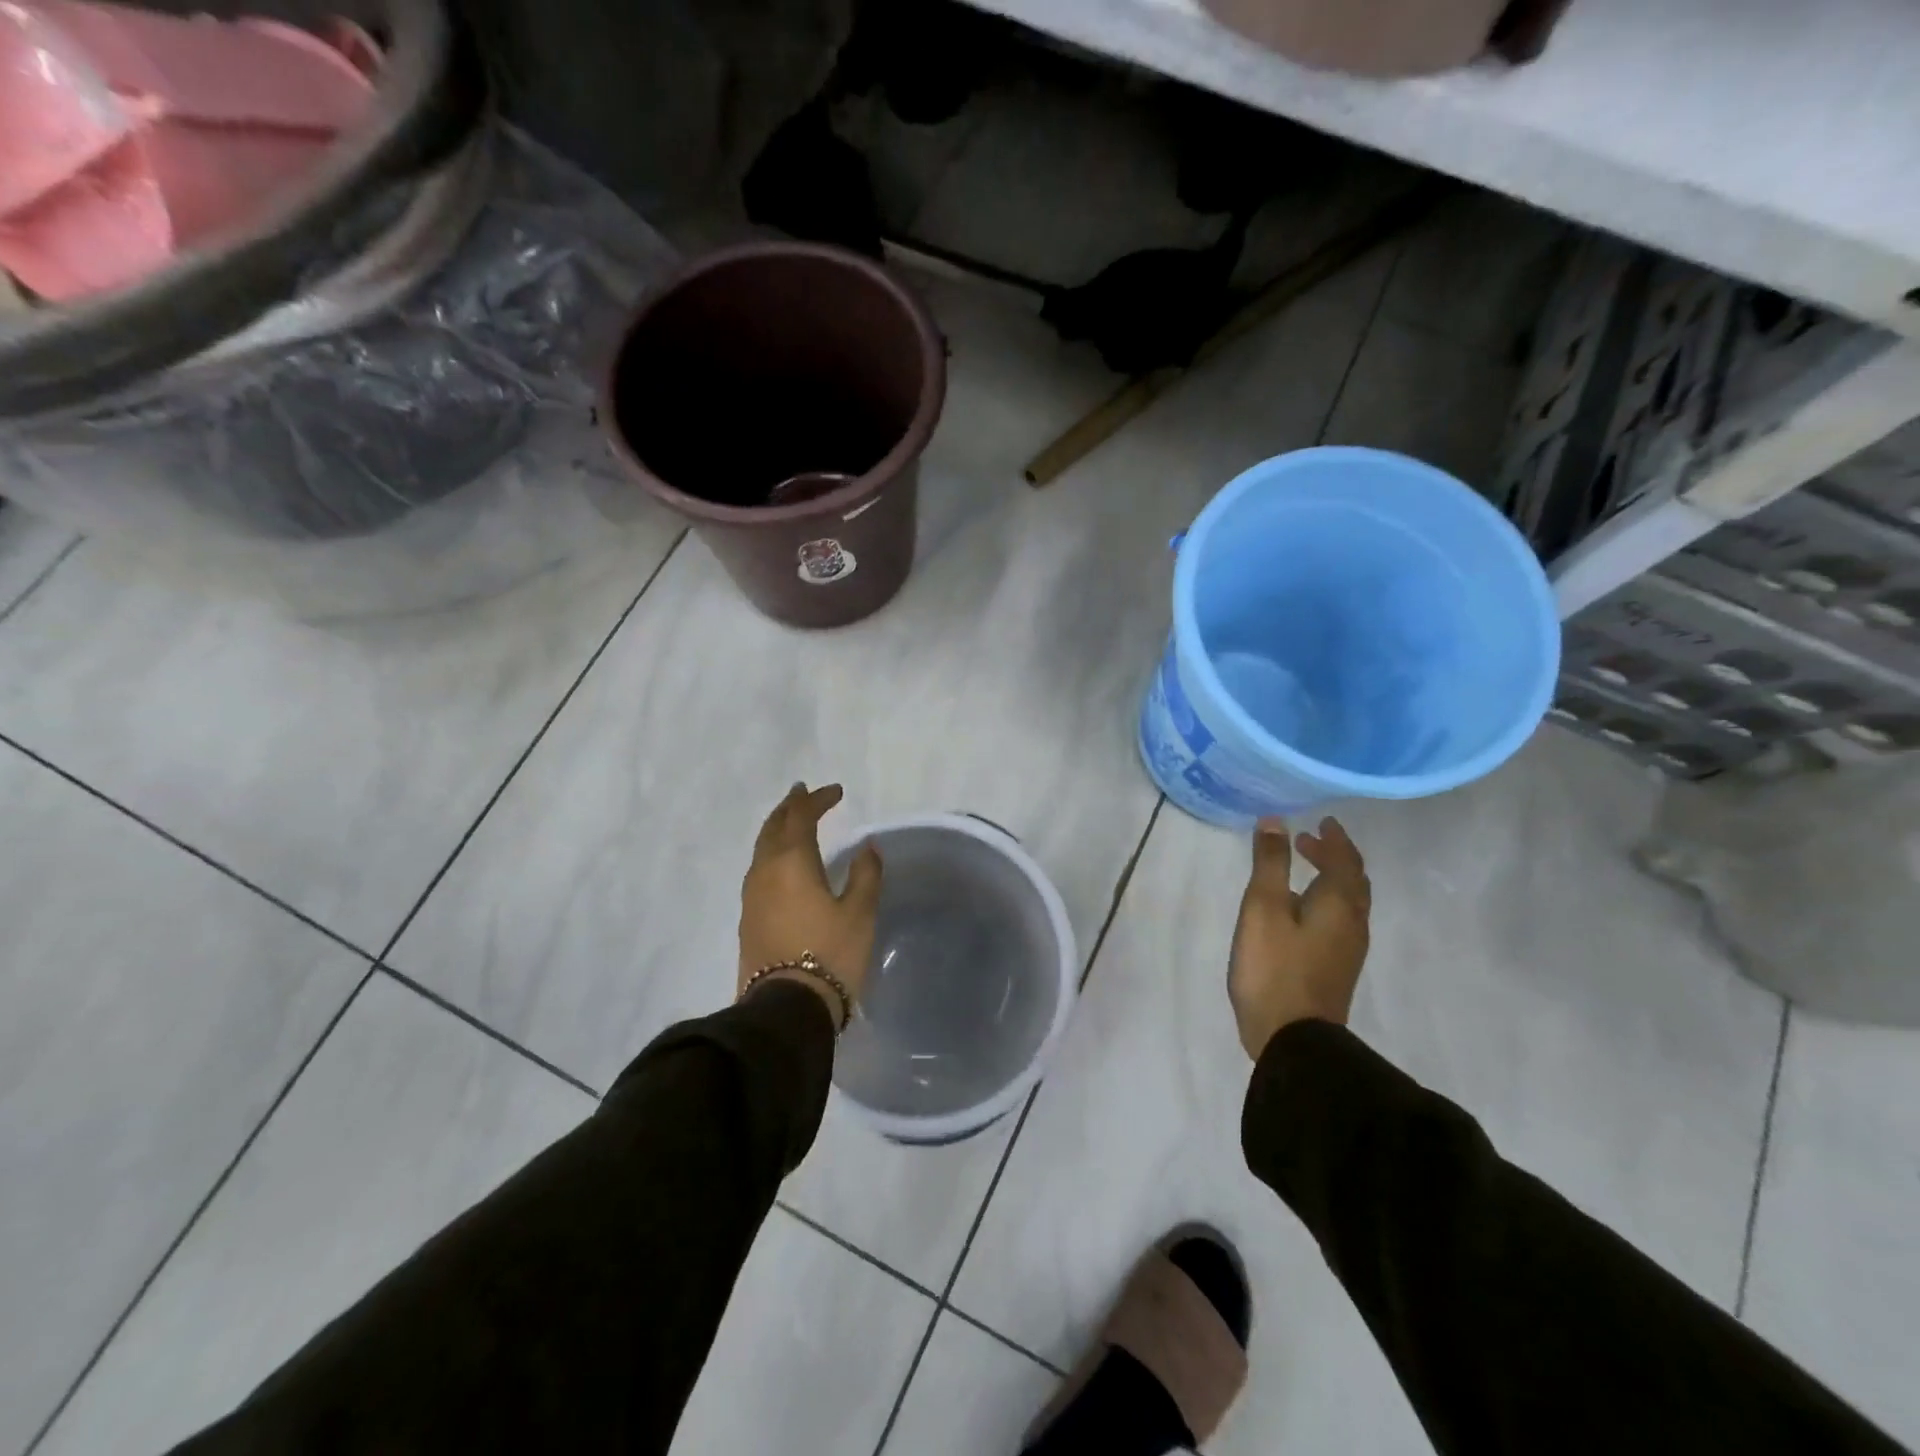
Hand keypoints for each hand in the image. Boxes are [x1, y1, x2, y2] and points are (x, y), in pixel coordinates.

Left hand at [738, 783, 883, 1029]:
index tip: (837, 791)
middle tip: (804, 793)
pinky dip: (772, 854)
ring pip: (762, 848)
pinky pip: (759, 870)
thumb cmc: (830, 954)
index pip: (801, 817)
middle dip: (790, 807)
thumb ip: (866, 874)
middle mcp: (765, 871)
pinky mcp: (748, 919)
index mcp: (791, 862)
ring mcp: (751, 896)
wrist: (786, 1009)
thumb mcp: (860, 913)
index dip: (818, 799)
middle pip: (773, 827)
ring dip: (778, 829)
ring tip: (793, 822)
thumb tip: (867, 846)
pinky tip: (783, 864)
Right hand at [1228, 815, 1371, 1059]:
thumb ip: (1271, 863)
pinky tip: (1301, 911)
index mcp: (1339, 903)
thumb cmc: (1274, 966)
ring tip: (1304, 870)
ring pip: (1348, 902)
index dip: (1334, 838)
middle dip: (1334, 856)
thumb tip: (1276, 821)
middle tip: (1308, 841)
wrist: (1294, 1038)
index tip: (1322, 821)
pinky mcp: (1336, 968)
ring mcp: (1348, 949)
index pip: (1345, 860)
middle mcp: (1352, 923)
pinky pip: (1340, 921)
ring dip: (1331, 879)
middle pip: (1353, 881)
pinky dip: (1326, 901)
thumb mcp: (1263, 907)